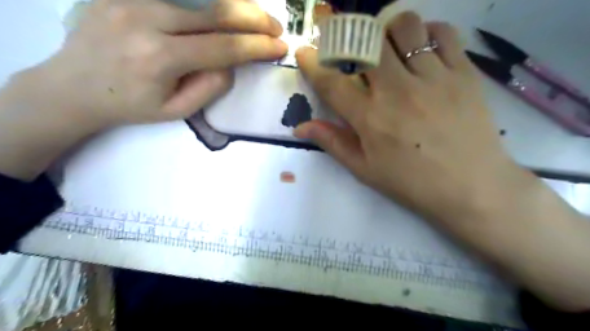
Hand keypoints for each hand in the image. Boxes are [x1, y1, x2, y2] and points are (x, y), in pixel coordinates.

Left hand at [43, 0, 286, 125]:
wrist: (73, 86)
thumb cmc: (131, 105)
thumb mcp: (177, 110)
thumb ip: (210, 87)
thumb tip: (233, 62)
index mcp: (160, 58)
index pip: (222, 47)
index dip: (256, 47)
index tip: (279, 47)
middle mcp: (146, 19)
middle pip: (214, 11)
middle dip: (253, 19)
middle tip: (275, 27)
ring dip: (233, 4)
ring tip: (255, 16)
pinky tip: (222, 7)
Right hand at [297, 11, 588, 310]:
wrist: (472, 188)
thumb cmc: (412, 182)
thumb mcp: (365, 169)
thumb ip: (332, 142)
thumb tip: (299, 128)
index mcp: (370, 118)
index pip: (332, 83)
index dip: (313, 64)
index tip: (304, 52)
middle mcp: (397, 91)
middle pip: (366, 42)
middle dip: (349, 39)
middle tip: (350, 49)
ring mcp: (433, 78)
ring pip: (405, 27)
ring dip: (388, 31)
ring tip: (388, 48)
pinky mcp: (463, 73)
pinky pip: (442, 34)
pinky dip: (426, 33)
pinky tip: (421, 50)